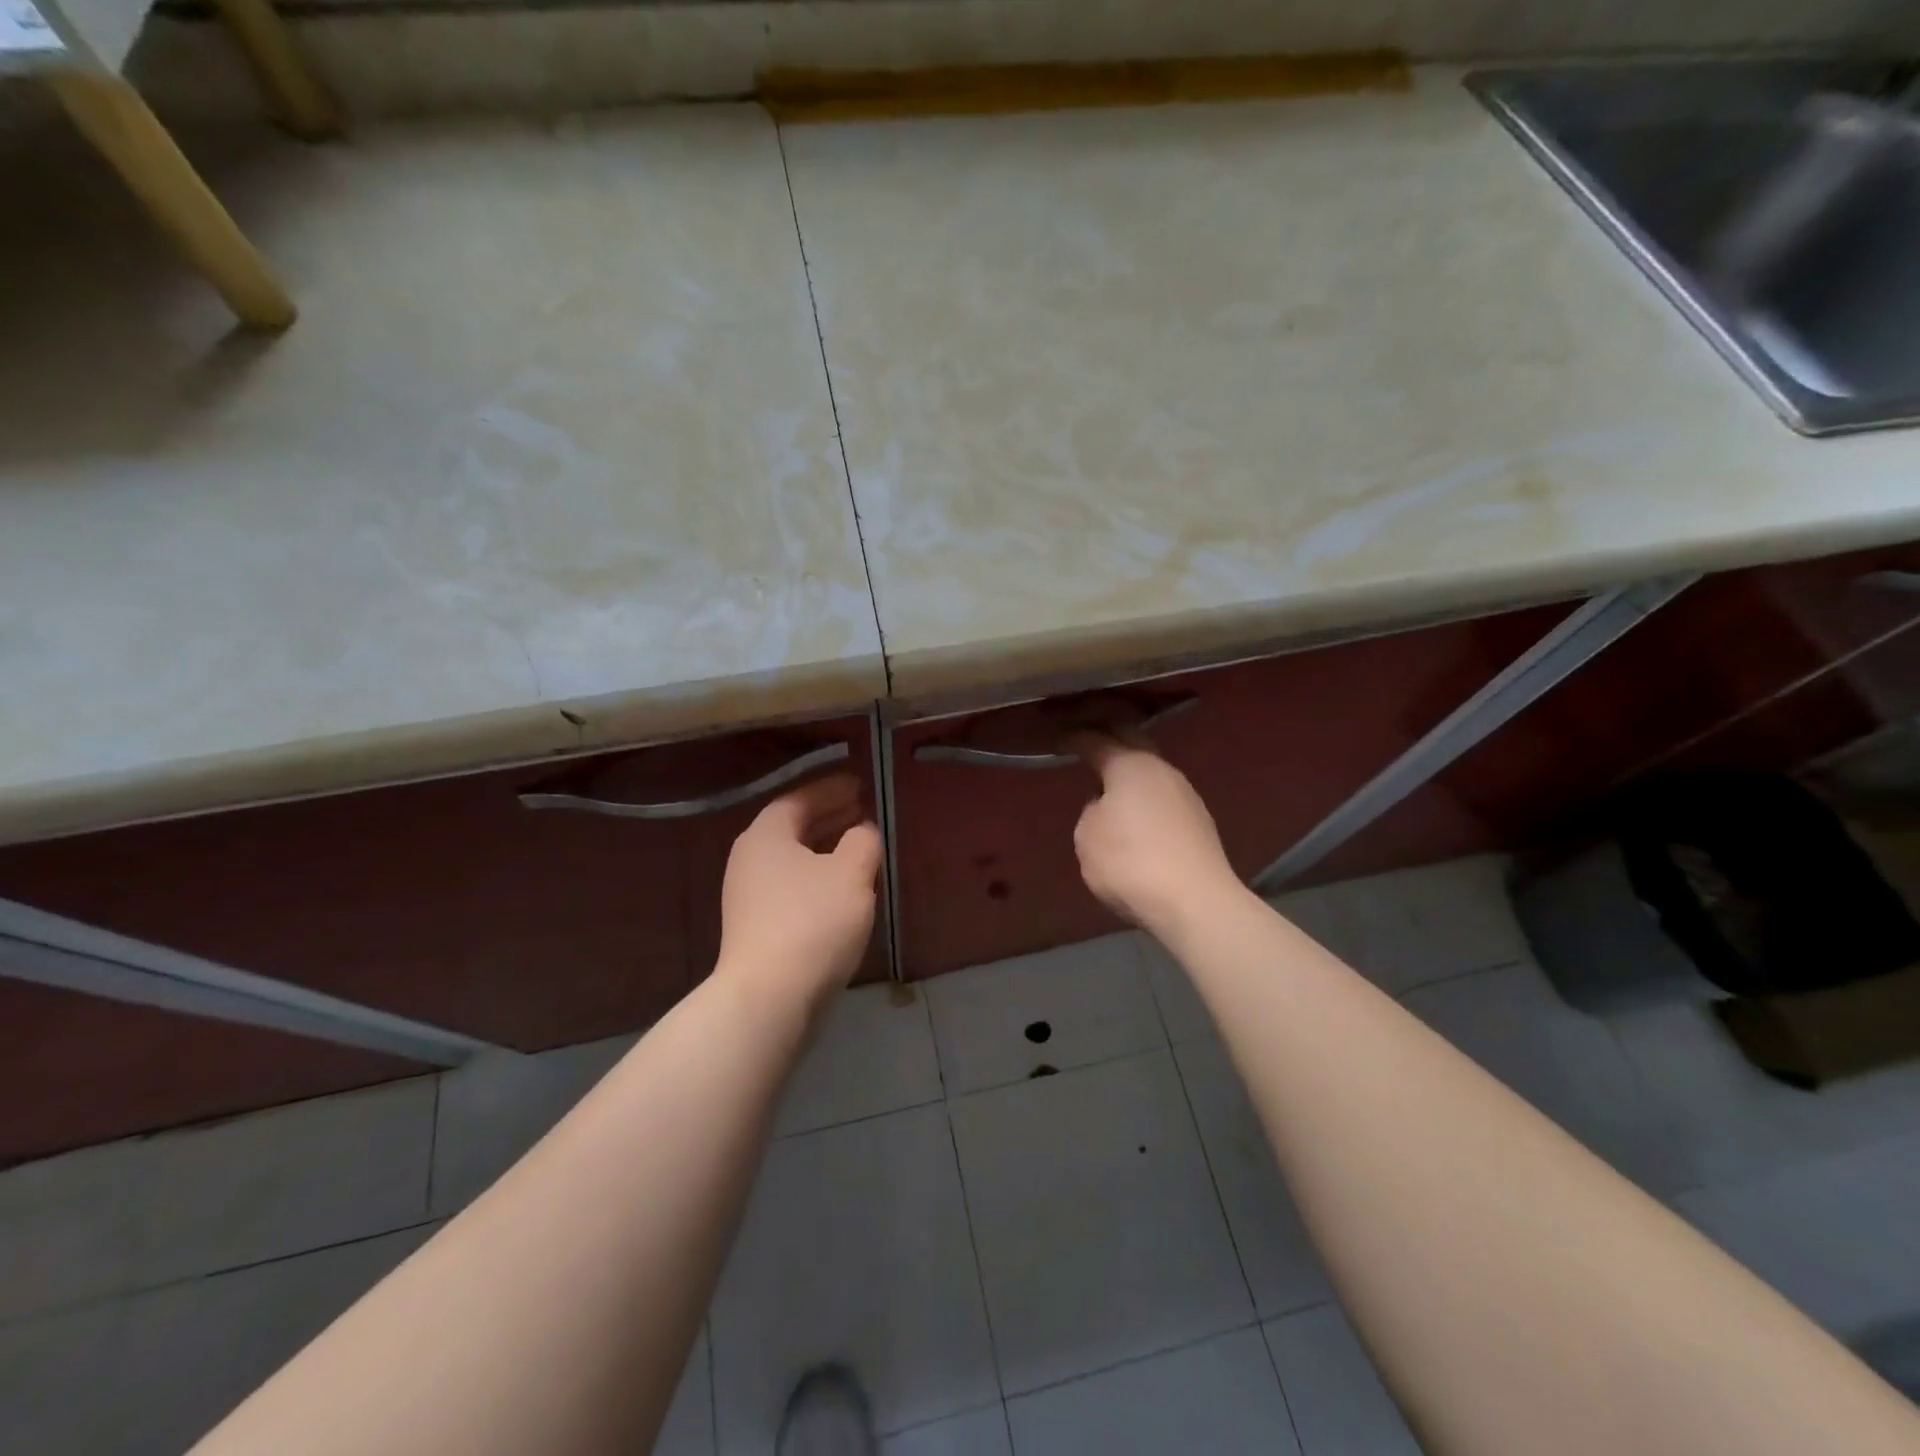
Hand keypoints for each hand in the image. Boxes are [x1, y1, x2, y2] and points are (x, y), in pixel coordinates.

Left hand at [716, 774, 881, 1007]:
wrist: (770, 998)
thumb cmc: (813, 922)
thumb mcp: (851, 873)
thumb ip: (862, 841)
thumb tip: (862, 830)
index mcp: (766, 835)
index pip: (800, 798)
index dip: (831, 789)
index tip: (860, 784)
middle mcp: (750, 859)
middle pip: (793, 827)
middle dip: (829, 816)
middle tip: (862, 809)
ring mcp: (749, 896)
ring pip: (794, 859)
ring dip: (825, 848)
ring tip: (858, 846)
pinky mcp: (757, 927)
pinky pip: (792, 886)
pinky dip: (818, 876)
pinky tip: (843, 888)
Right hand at [1068, 731, 1241, 935]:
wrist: (1196, 902)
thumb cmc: (1130, 862)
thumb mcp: (1088, 838)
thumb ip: (1091, 813)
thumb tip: (1107, 808)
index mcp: (1130, 766)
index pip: (1097, 742)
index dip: (1076, 739)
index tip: (1061, 741)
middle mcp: (1162, 771)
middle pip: (1133, 743)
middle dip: (1111, 739)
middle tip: (1090, 743)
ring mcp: (1186, 795)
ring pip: (1152, 772)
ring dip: (1131, 772)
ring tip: (1111, 782)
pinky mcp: (1199, 823)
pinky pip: (1163, 798)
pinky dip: (1146, 798)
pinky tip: (1137, 814)